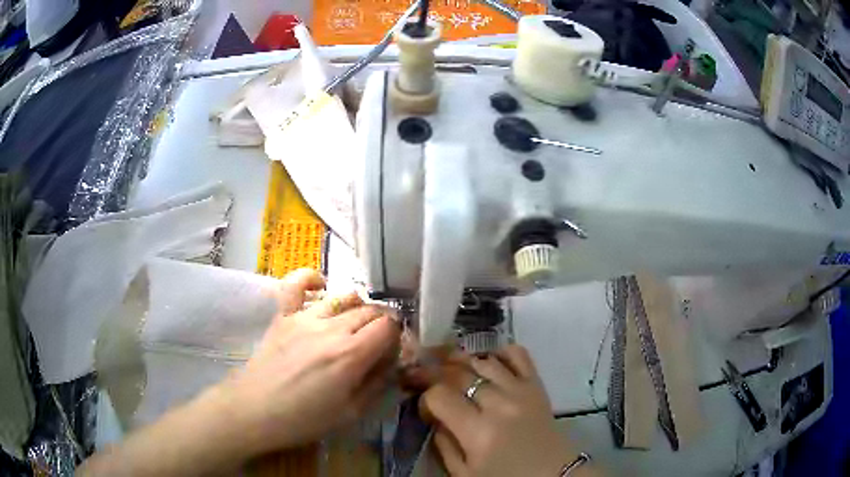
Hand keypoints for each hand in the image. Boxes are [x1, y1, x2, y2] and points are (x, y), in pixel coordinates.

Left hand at [210, 269, 399, 456]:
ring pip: (343, 297)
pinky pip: (297, 284)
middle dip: (382, 323)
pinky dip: (311, 279)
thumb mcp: (350, 413)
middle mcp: (332, 329)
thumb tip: (392, 363)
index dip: (397, 336)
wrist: (253, 411)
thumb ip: (376, 384)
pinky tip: (321, 286)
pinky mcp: (283, 316)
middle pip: (370, 311)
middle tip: (379, 342)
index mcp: (351, 355)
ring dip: (358, 306)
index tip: (394, 350)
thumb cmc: (303, 420)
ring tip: (356, 323)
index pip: (388, 328)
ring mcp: (305, 317)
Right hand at [419, 346, 593, 476]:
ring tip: (452, 370)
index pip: (439, 395)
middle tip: (428, 381)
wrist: (551, 475)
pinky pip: (517, 354)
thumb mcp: (463, 473)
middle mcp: (499, 404)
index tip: (427, 409)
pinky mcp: (537, 385)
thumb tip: (435, 416)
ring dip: (462, 361)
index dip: (426, 398)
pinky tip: (488, 363)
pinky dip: (499, 352)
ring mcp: (521, 390)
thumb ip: (443, 444)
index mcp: (478, 432)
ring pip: (483, 361)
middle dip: (436, 373)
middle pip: (458, 373)